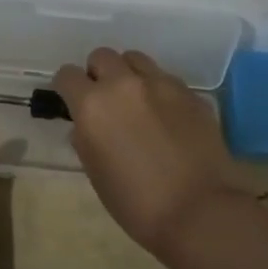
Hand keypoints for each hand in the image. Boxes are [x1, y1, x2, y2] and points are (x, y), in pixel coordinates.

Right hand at [52, 48, 243, 253]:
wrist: (200, 212)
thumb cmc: (136, 203)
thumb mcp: (95, 173)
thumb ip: (85, 139)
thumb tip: (85, 126)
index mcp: (93, 105)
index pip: (67, 75)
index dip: (66, 87)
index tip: (71, 101)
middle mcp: (124, 84)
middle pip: (102, 56)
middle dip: (98, 74)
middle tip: (105, 101)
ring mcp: (161, 84)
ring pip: (135, 59)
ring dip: (129, 74)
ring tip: (136, 102)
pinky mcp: (191, 93)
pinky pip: (165, 79)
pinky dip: (158, 90)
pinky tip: (166, 117)